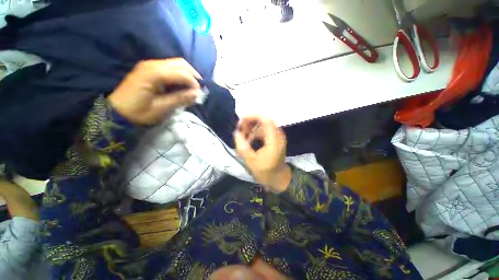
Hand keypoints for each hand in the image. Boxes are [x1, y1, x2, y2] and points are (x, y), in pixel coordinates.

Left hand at [108, 58, 201, 124]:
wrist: (117, 111)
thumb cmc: (138, 112)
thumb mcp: (161, 108)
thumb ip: (180, 99)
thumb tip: (197, 94)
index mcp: (154, 74)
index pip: (182, 73)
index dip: (194, 83)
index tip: (199, 94)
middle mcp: (152, 64)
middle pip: (181, 63)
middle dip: (193, 76)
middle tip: (199, 89)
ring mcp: (150, 65)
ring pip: (176, 64)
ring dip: (188, 75)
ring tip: (193, 87)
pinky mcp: (150, 69)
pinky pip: (170, 68)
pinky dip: (180, 75)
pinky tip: (182, 85)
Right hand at [234, 116, 291, 192]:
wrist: (278, 179)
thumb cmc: (265, 172)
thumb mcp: (251, 161)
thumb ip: (242, 146)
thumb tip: (236, 132)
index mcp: (274, 140)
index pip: (265, 120)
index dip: (253, 117)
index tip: (241, 120)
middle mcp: (278, 136)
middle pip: (264, 121)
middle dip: (250, 122)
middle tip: (240, 129)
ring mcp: (278, 137)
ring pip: (264, 125)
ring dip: (252, 127)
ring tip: (243, 135)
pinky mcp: (275, 140)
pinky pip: (265, 131)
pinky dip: (256, 132)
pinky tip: (249, 138)